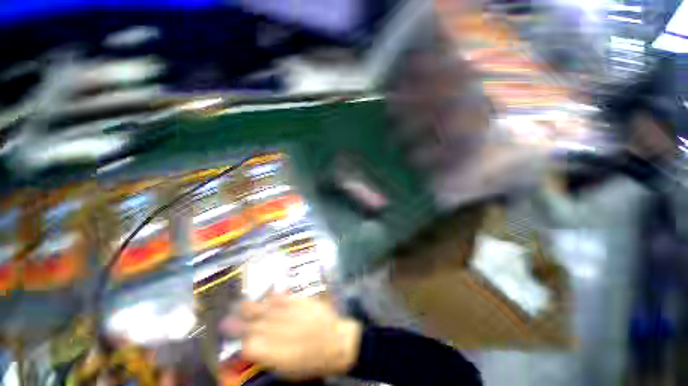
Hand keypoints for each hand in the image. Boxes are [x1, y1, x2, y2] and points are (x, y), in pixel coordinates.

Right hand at [223, 294, 361, 380]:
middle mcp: (280, 331)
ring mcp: (290, 314)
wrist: (337, 343)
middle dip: (238, 323)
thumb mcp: (288, 369)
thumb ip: (269, 357)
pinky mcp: (300, 302)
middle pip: (254, 326)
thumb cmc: (312, 363)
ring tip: (239, 304)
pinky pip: (284, 298)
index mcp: (275, 353)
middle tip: (225, 319)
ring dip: (251, 307)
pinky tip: (267, 296)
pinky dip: (273, 297)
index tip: (235, 340)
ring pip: (266, 309)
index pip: (250, 346)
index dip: (241, 342)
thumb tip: (253, 349)